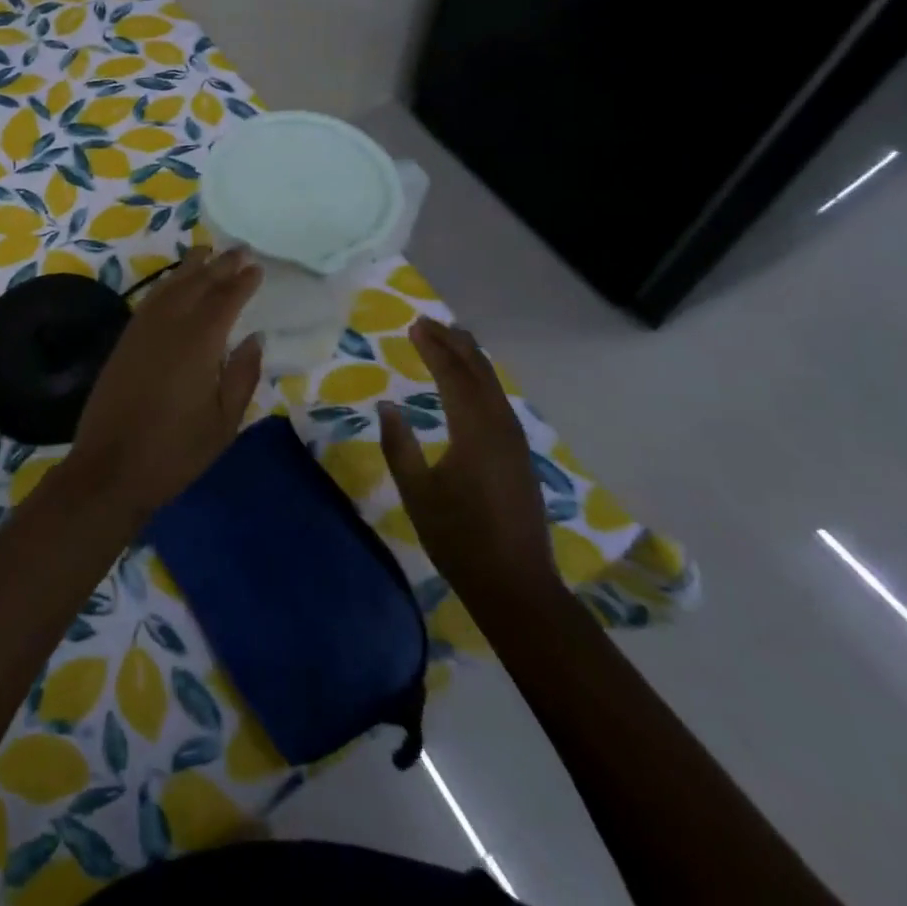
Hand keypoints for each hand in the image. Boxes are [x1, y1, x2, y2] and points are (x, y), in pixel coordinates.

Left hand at [63, 247, 263, 523]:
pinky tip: (173, 284)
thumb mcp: (224, 422)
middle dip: (220, 265)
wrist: (110, 468)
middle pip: (197, 284)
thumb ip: (242, 375)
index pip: (224, 300)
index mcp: (198, 343)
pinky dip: (166, 285)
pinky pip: (150, 300)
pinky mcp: (125, 341)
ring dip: (190, 267)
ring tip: (207, 252)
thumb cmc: (176, 451)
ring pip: (170, 287)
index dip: (242, 282)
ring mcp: (142, 331)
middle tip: (240, 250)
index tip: (257, 268)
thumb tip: (255, 338)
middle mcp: (168, 326)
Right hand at [378, 317, 557, 612]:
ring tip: (451, 339)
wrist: (516, 585)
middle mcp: (500, 427)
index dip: (434, 348)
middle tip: (429, 322)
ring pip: (493, 385)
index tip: (414, 326)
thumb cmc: (459, 538)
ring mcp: (514, 441)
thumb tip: (387, 405)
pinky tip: (472, 382)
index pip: (453, 376)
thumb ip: (399, 446)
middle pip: (479, 372)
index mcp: (474, 432)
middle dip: (455, 344)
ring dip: (471, 359)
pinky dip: (482, 380)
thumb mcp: (417, 493)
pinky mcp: (519, 454)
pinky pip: (499, 401)